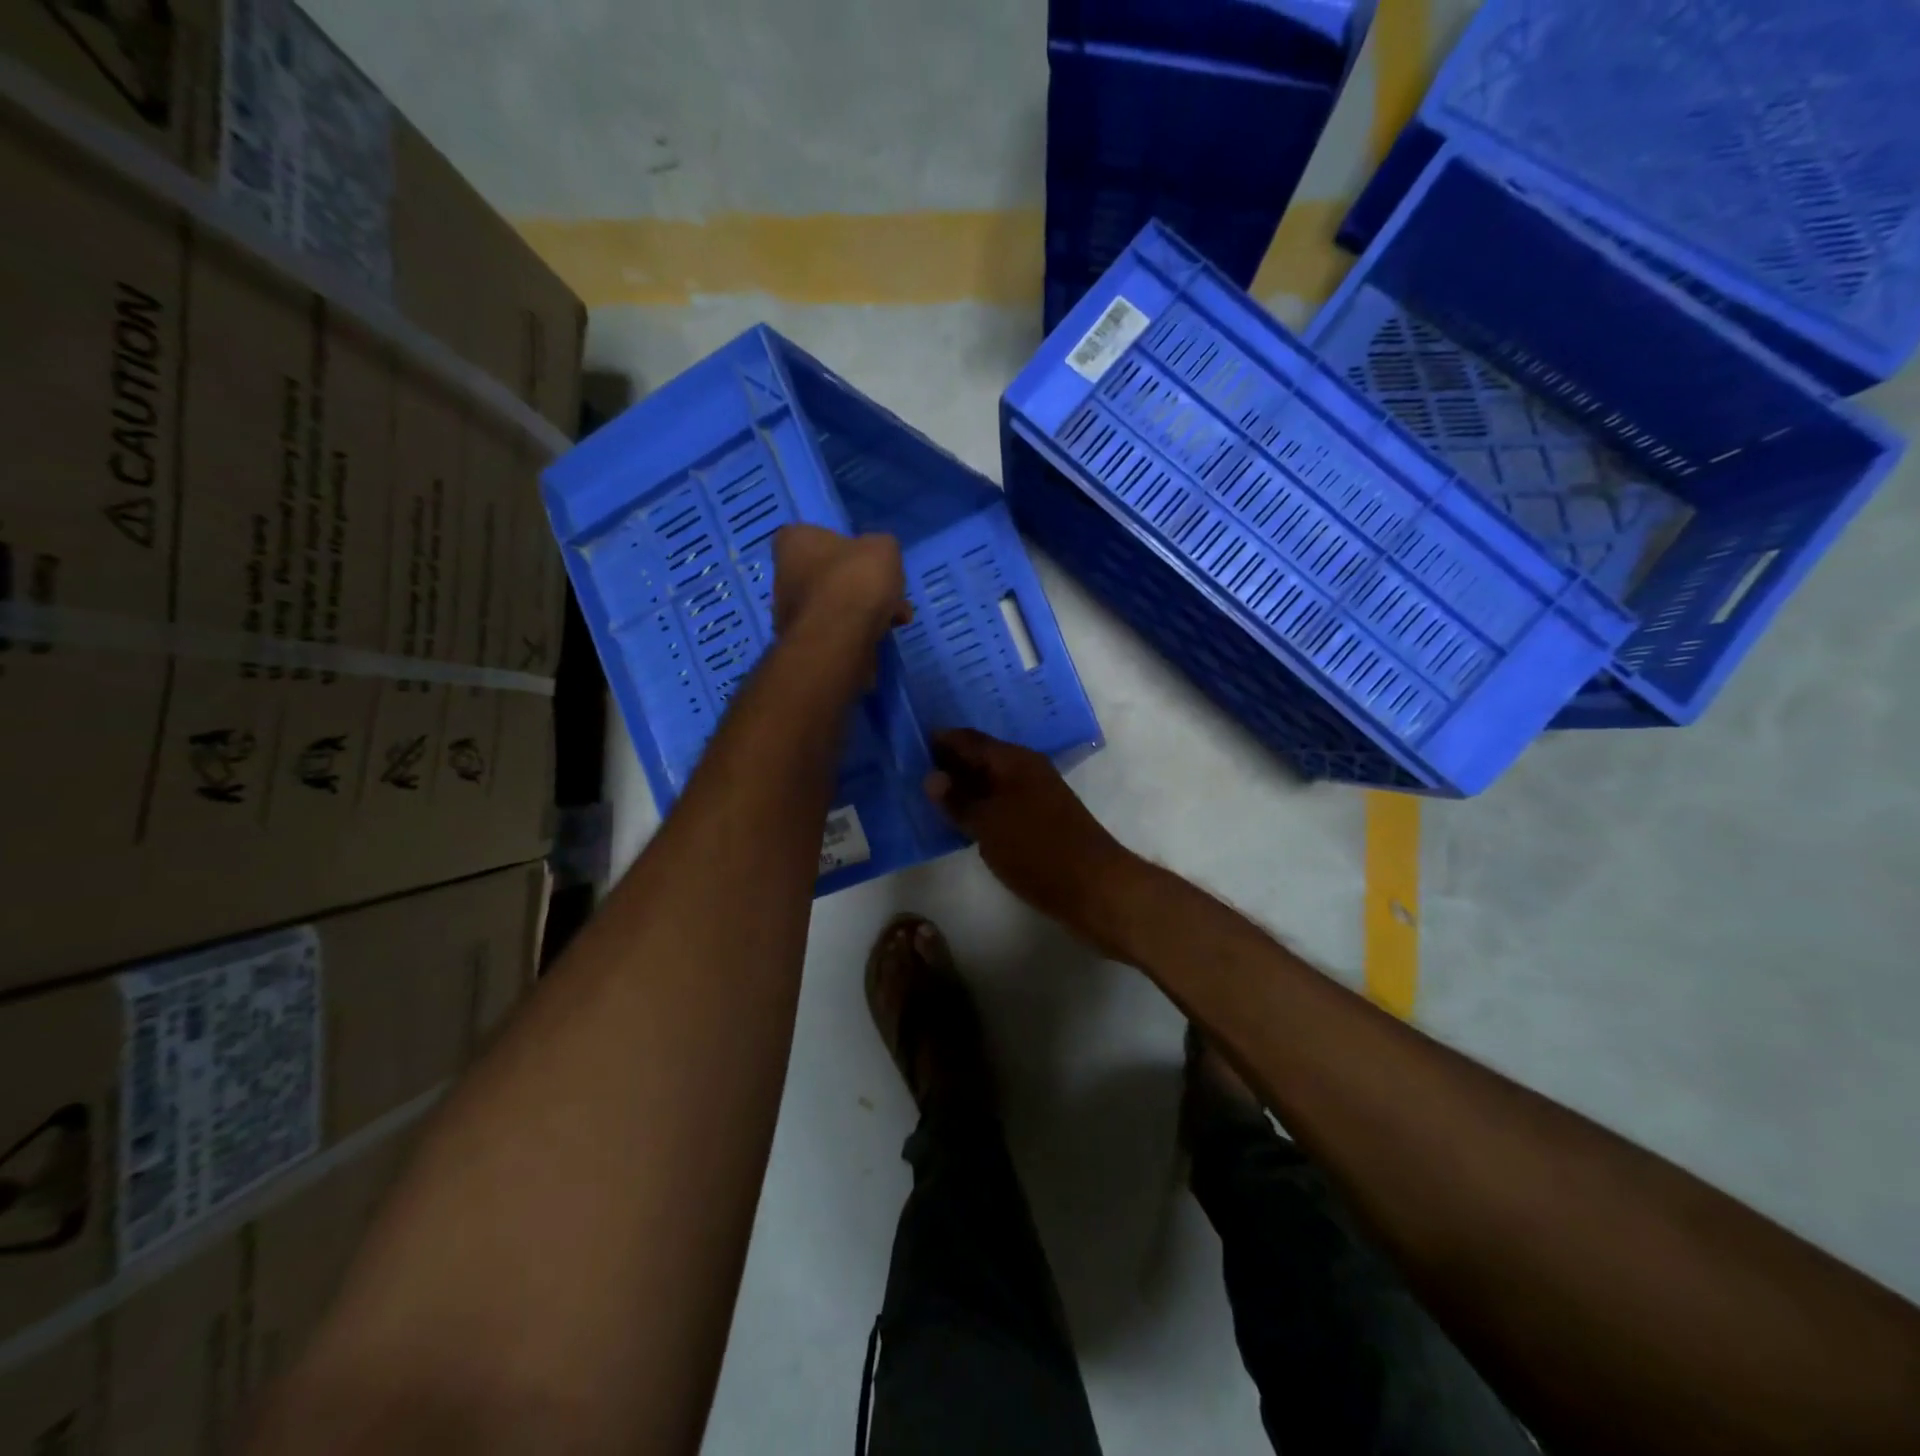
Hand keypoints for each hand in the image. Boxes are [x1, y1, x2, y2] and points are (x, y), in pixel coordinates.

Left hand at [773, 525, 912, 649]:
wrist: (839, 640)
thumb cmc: (855, 580)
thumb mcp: (883, 548)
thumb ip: (880, 547)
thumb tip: (876, 558)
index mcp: (794, 542)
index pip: (812, 535)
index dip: (842, 544)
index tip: (865, 556)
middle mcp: (784, 575)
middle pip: (828, 573)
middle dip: (861, 583)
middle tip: (889, 591)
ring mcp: (792, 613)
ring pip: (836, 604)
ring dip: (865, 609)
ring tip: (896, 617)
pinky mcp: (807, 643)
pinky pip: (837, 630)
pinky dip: (859, 630)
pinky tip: (884, 634)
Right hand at [924, 729, 1137, 941]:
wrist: (1093, 887)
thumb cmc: (1036, 848)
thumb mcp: (988, 823)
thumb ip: (958, 800)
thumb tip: (931, 777)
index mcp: (1014, 760)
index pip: (969, 739)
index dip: (941, 740)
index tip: (909, 744)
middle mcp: (1026, 770)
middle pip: (981, 758)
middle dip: (950, 763)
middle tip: (911, 771)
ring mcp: (1036, 796)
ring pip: (991, 783)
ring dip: (964, 788)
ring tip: (929, 796)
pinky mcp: (1041, 821)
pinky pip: (1001, 804)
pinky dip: (980, 808)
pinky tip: (960, 821)